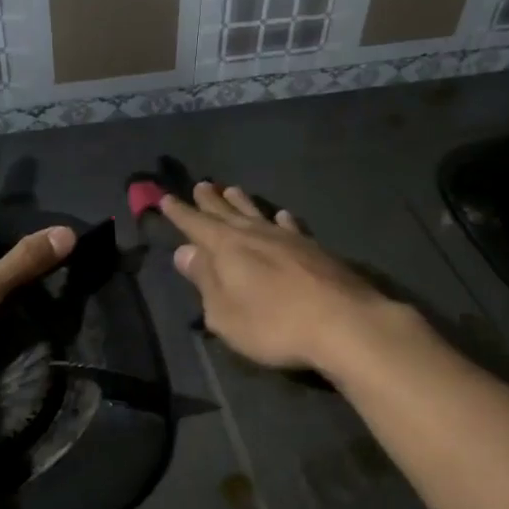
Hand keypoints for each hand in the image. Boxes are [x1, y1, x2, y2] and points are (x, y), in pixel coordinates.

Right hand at [161, 183, 396, 374]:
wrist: (342, 322)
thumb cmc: (273, 324)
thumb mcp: (225, 313)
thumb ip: (204, 281)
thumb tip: (184, 251)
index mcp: (227, 248)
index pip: (196, 225)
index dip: (180, 213)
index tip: (165, 198)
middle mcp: (255, 235)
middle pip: (227, 212)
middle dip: (210, 201)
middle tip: (201, 184)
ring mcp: (288, 239)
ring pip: (258, 213)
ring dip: (242, 202)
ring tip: (232, 189)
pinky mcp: (315, 249)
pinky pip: (290, 226)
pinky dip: (281, 219)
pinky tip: (281, 216)